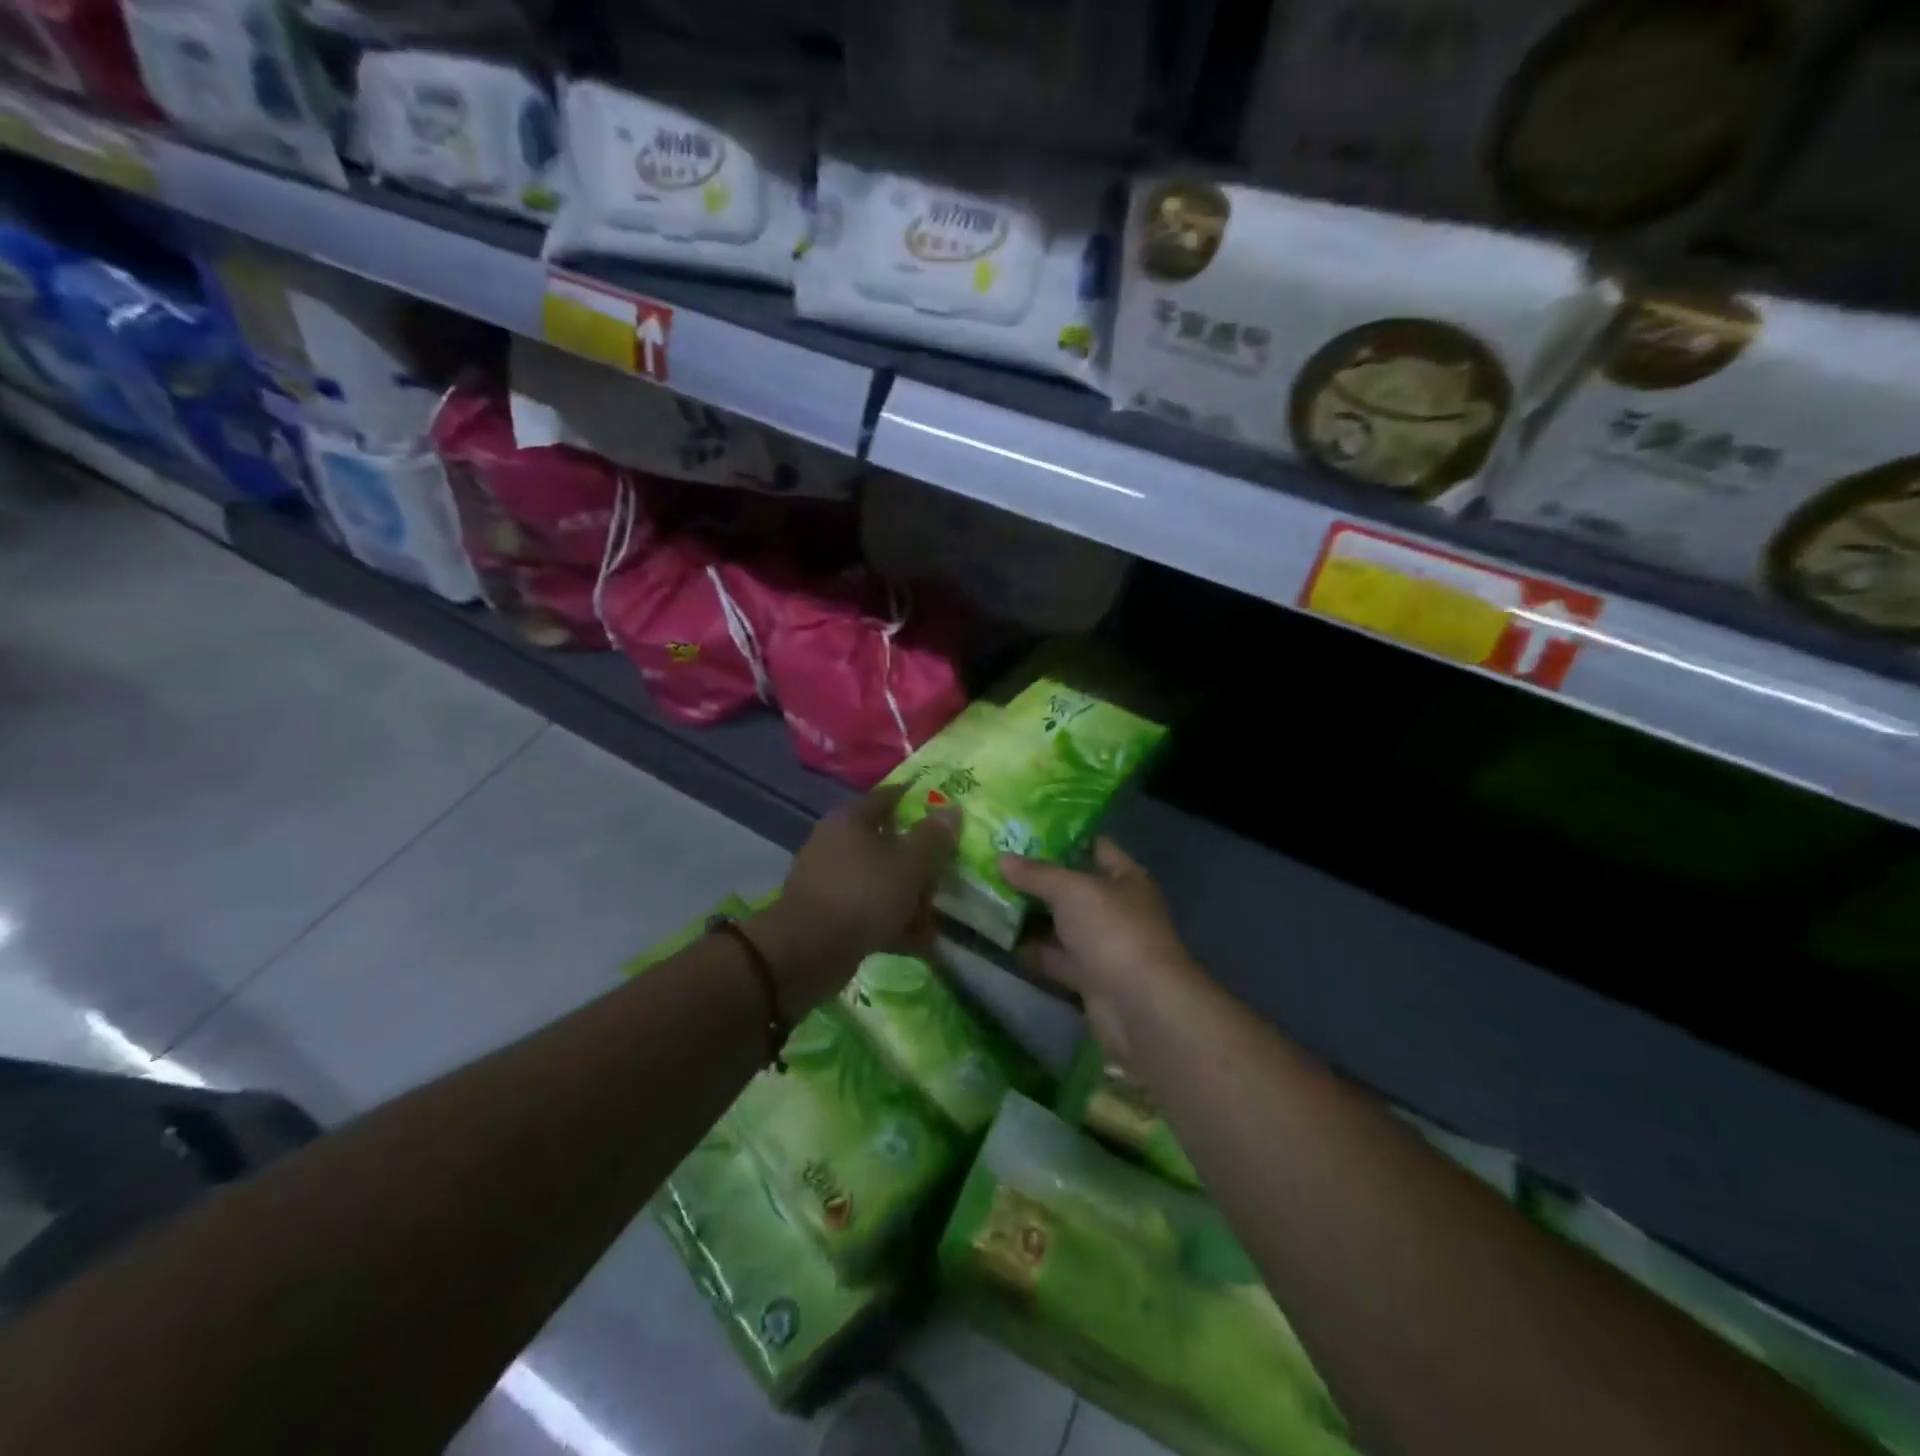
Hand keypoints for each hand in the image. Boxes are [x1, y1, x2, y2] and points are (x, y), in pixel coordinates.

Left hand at [754, 786, 959, 1009]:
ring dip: (909, 898)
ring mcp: (830, 879)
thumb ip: (933, 837)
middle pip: (888, 843)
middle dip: (920, 863)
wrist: (807, 952)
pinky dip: (892, 921)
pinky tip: (918, 941)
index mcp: (851, 819)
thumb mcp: (909, 864)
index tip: (946, 813)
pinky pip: (869, 909)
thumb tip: (951, 810)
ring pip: (881, 879)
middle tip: (944, 879)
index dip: (917, 801)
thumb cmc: (863, 895)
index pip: (889, 797)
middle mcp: (837, 843)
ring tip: (935, 919)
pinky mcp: (829, 913)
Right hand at [999, 839, 1202, 1058]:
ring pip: (1062, 925)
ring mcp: (1104, 946)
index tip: (1025, 831)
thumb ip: (1036, 874)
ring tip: (989, 899)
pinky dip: (1033, 952)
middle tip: (996, 866)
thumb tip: (1001, 858)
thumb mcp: (1071, 890)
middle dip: (1038, 880)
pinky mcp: (1090, 979)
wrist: (1141, 1008)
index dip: (1064, 838)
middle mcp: (1117, 909)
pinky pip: (1056, 959)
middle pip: (1074, 888)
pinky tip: (1001, 941)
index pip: (1096, 847)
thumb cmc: (1113, 931)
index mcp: (1125, 878)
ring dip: (1032, 917)